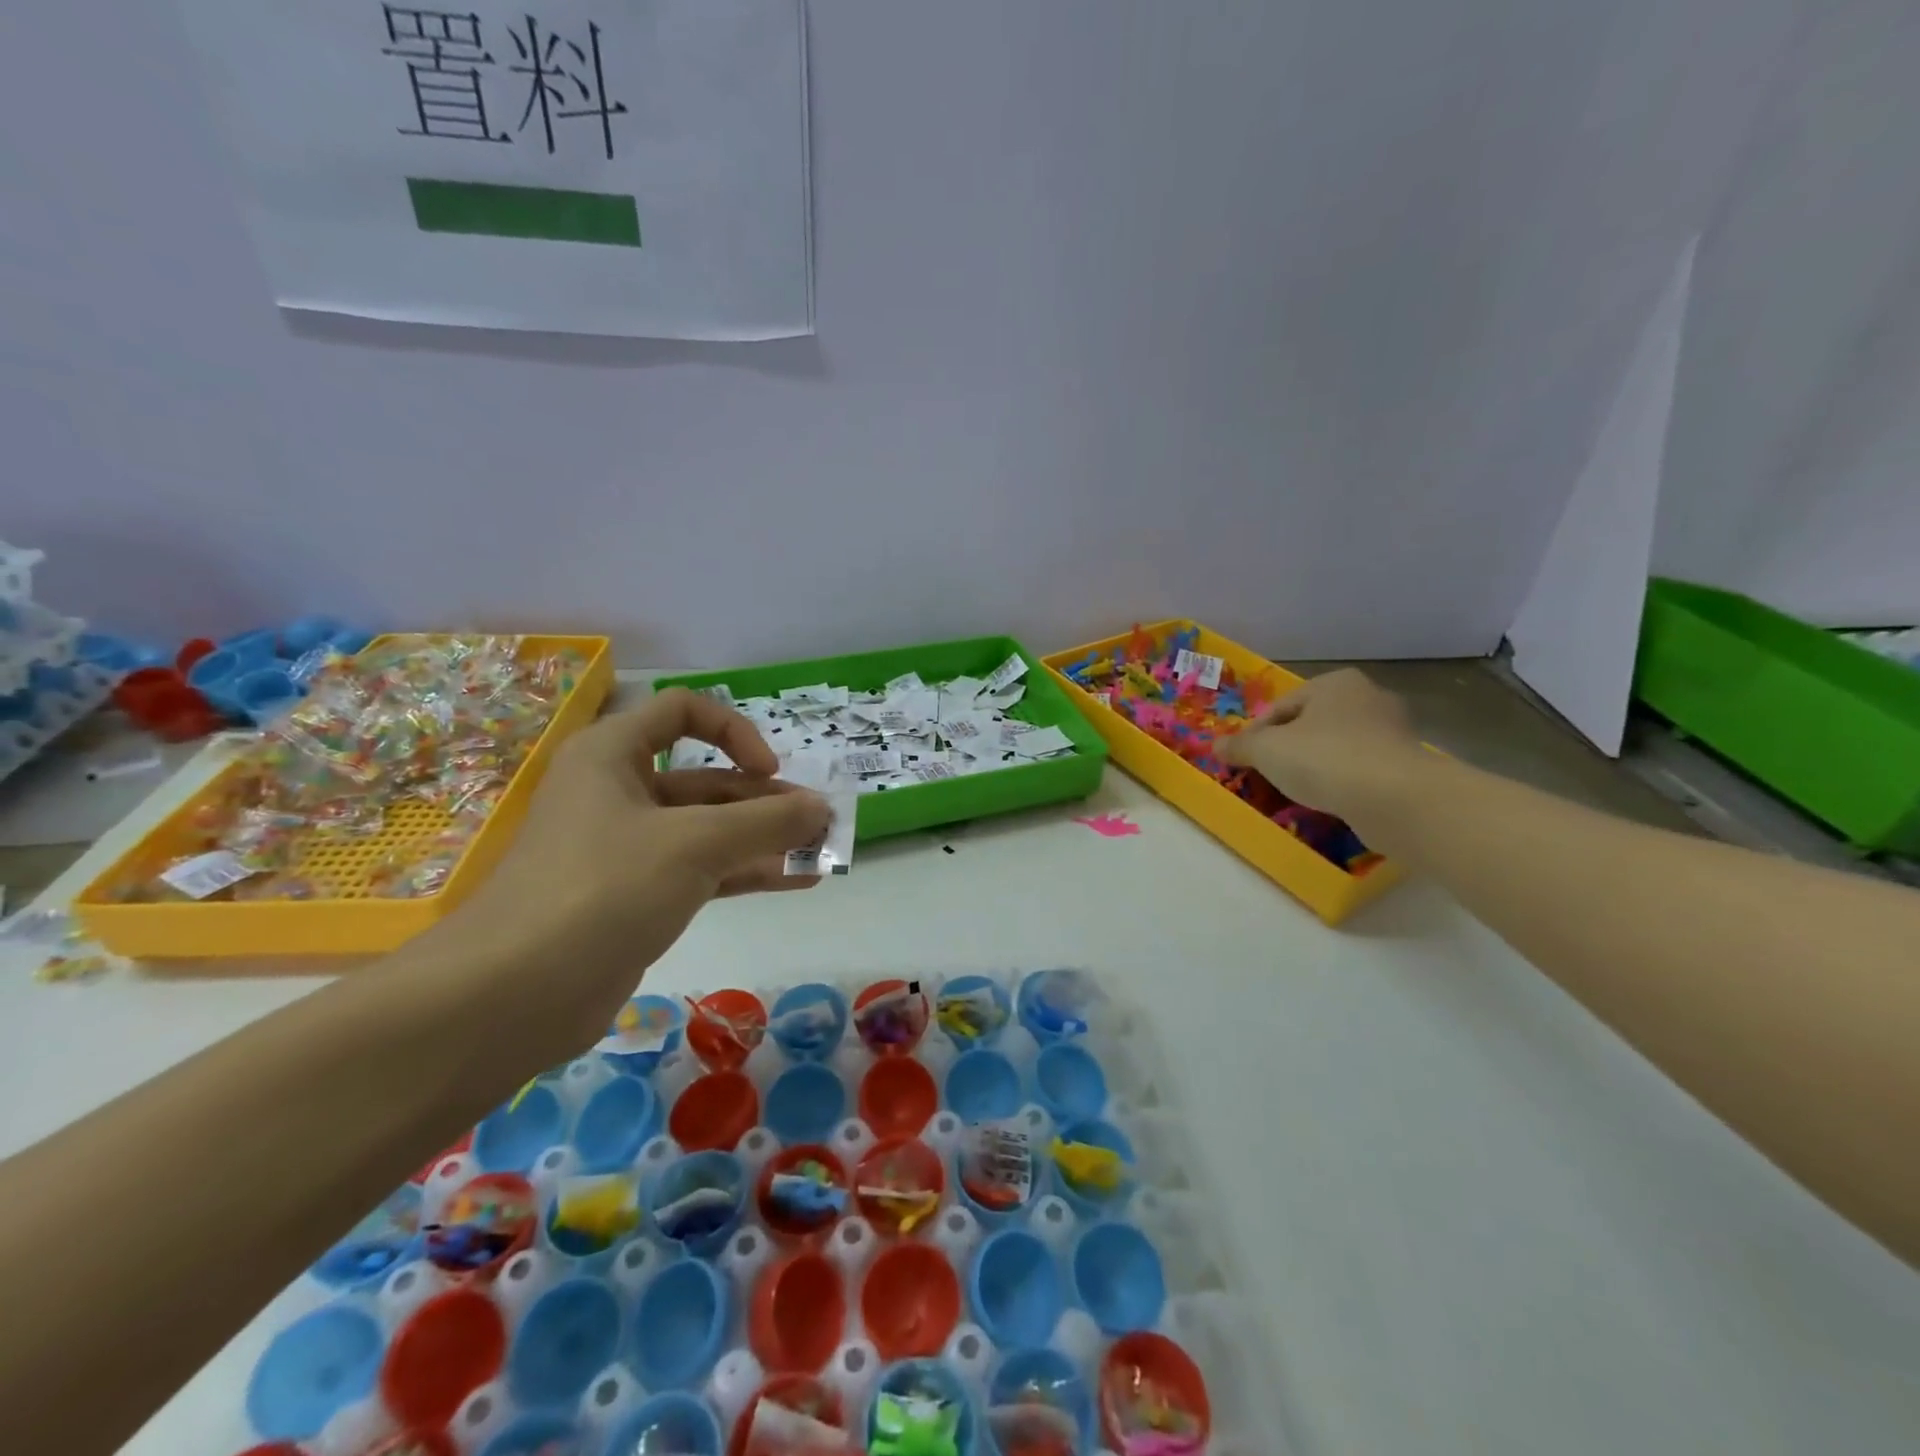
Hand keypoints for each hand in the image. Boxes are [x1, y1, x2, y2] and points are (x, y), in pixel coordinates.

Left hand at [442, 688, 831, 1057]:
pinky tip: (796, 881)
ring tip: (820, 853)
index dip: (733, 732)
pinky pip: (700, 871)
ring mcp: (625, 849)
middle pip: (705, 780)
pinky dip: (745, 873)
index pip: (682, 713)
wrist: (513, 995)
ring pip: (707, 830)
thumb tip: (823, 809)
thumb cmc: (603, 887)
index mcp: (612, 754)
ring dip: (764, 839)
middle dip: (766, 800)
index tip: (768, 771)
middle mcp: (618, 792)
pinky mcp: (635, 897)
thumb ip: (766, 822)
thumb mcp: (695, 844)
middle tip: (819, 823)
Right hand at [1216, 669, 1420, 825]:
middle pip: (1310, 724)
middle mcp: (1368, 697)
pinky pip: (1359, 769)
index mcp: (1335, 682)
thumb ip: (1240, 746)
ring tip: (1296, 791)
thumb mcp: (1267, 750)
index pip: (1280, 706)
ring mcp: (1392, 731)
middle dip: (1287, 748)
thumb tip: (1214, 746)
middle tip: (1267, 774)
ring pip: (1336, 747)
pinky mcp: (1405, 764)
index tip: (1243, 759)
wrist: (1395, 799)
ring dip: (1315, 765)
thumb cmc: (1324, 759)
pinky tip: (1329, 800)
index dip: (1255, 733)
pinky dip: (1341, 781)